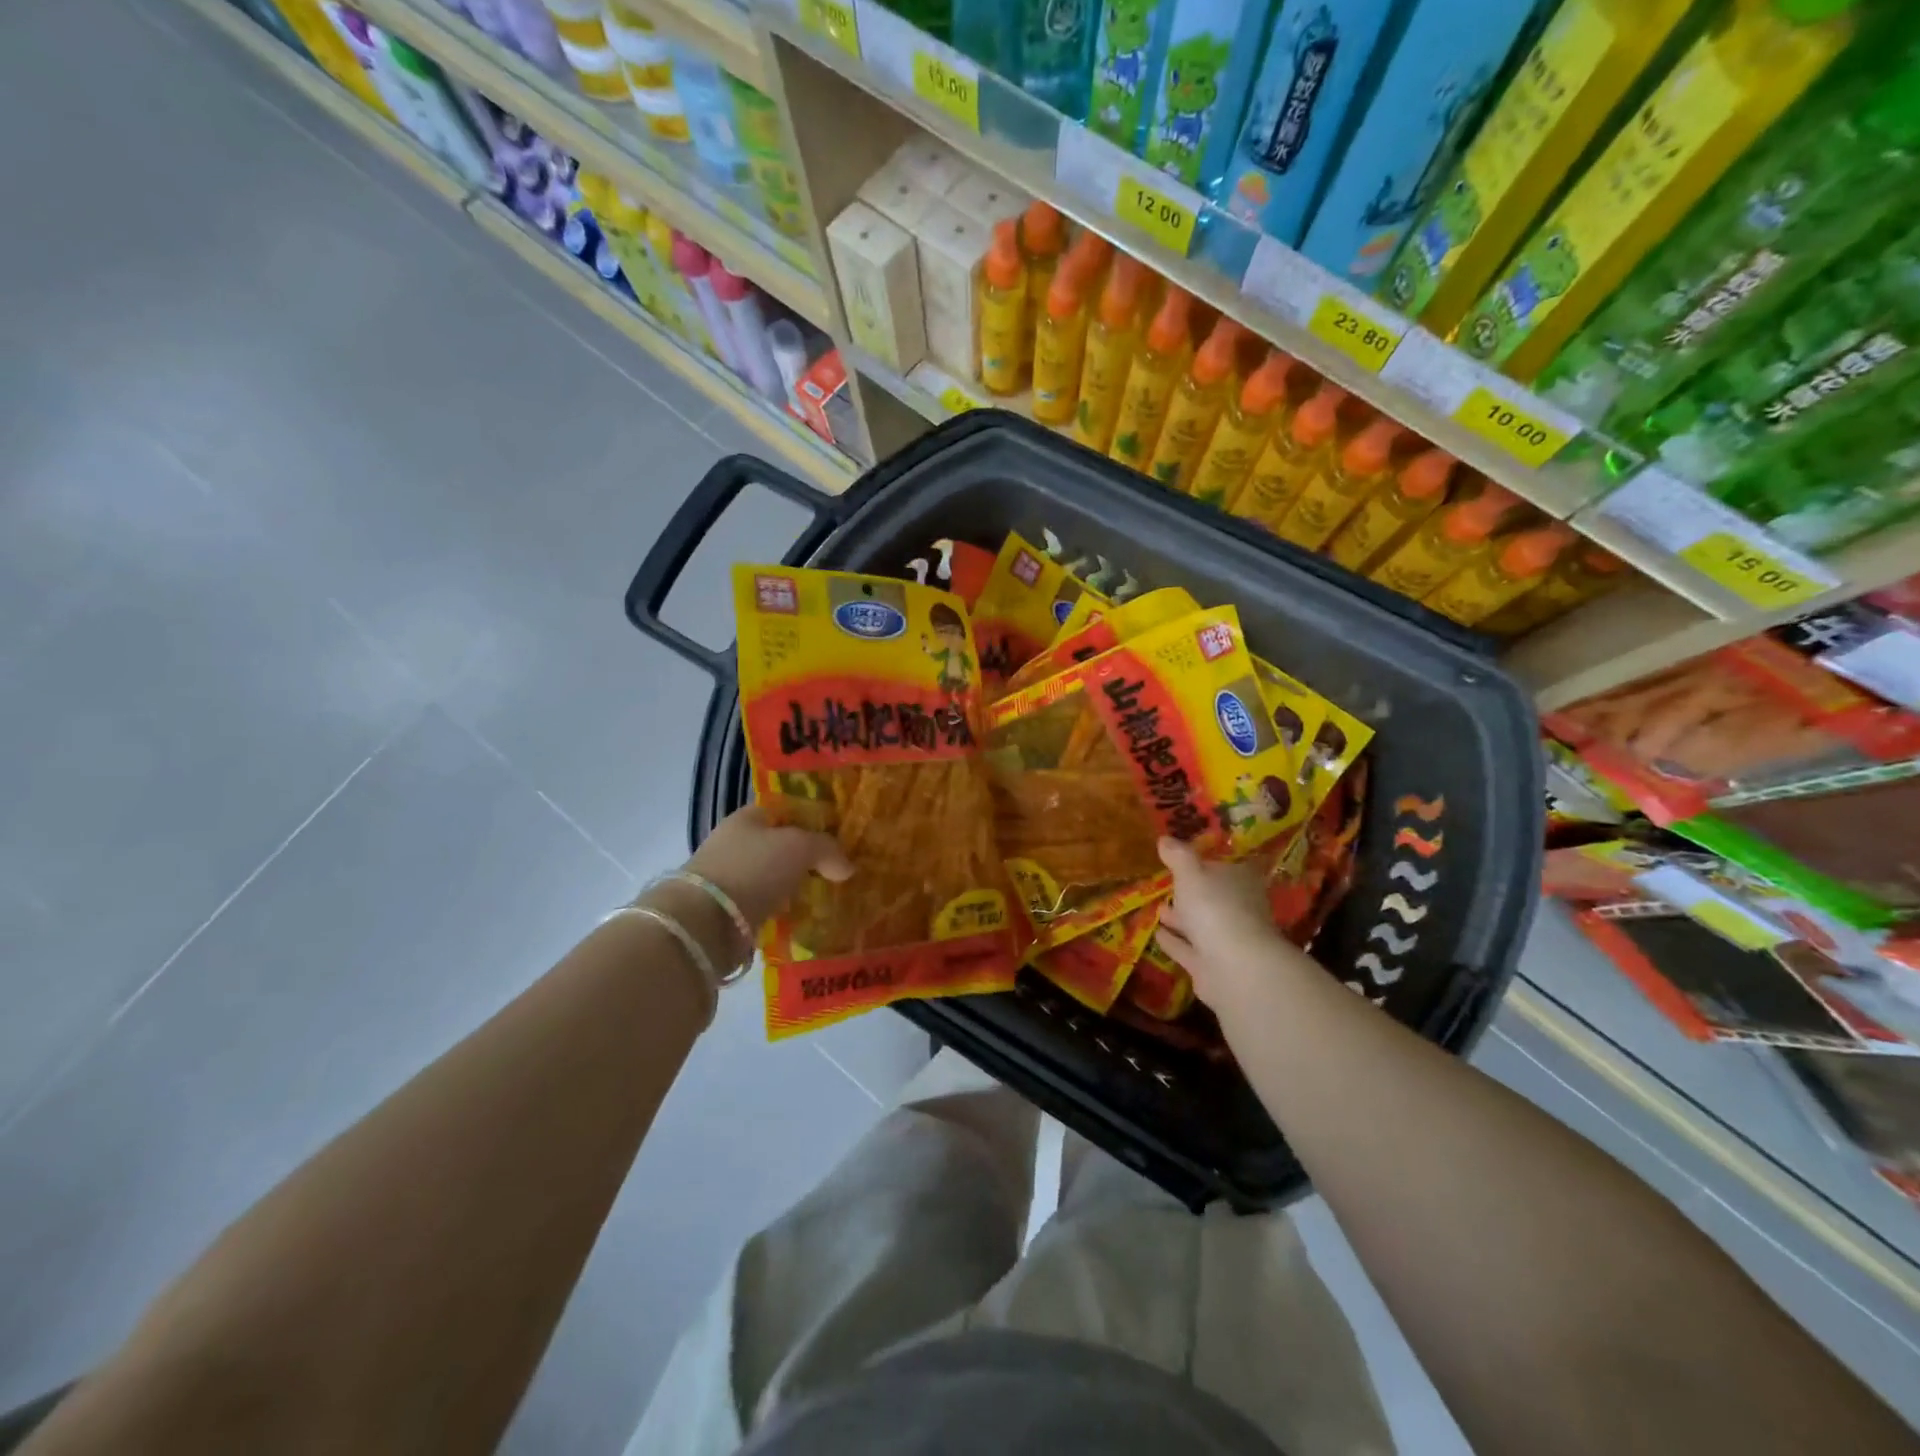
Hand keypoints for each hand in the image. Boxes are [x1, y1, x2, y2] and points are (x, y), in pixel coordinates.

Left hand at [681, 805, 852, 930]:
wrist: (706, 921)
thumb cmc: (754, 868)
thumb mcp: (800, 847)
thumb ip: (828, 849)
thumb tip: (848, 867)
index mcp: (748, 817)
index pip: (785, 810)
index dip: (812, 819)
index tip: (839, 836)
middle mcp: (736, 843)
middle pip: (780, 845)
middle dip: (806, 857)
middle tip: (838, 869)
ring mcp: (730, 878)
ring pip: (773, 877)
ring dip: (795, 886)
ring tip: (827, 896)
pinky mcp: (729, 911)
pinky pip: (766, 905)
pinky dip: (783, 910)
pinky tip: (805, 917)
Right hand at [1155, 837, 1317, 1009]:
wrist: (1234, 967)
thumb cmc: (1215, 908)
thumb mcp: (1191, 873)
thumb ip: (1178, 856)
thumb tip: (1165, 838)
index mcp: (1240, 881)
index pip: (1226, 867)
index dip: (1207, 863)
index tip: (1186, 860)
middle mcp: (1238, 909)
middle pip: (1213, 897)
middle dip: (1191, 893)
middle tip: (1167, 885)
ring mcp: (1227, 939)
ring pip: (1201, 924)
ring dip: (1181, 918)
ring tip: (1159, 909)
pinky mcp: (1212, 965)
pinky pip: (1189, 949)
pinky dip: (1175, 942)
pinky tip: (1157, 935)